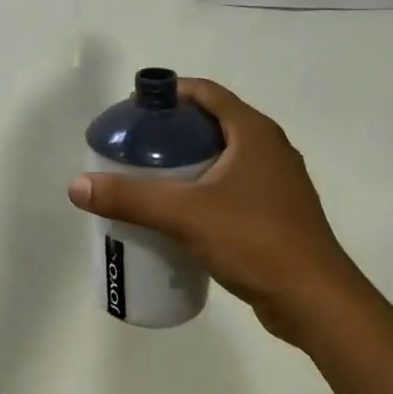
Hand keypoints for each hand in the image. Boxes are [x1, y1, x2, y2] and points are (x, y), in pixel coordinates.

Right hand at [67, 79, 366, 346]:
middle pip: (212, 123)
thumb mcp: (186, 215)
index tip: (134, 109)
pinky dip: (203, 189)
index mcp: (254, 133)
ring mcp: (276, 182)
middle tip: (133, 148)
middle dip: (171, 131)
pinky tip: (179, 214)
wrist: (314, 301)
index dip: (169, 92)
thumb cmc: (255, 242)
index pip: (206, 92)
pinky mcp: (275, 213)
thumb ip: (131, 198)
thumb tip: (77, 186)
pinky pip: (231, 187)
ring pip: (222, 158)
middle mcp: (269, 149)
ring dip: (187, 162)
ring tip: (148, 180)